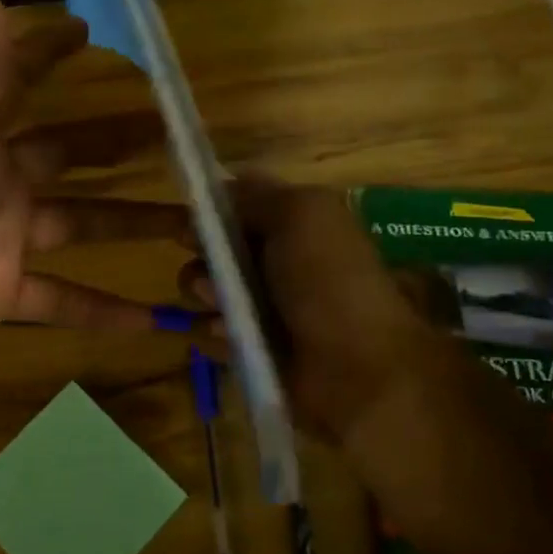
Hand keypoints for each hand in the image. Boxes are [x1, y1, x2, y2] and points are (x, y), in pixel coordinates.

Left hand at [0, 0, 190, 446]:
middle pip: (62, 154)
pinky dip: (105, 306)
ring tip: (190, 224)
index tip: (92, 32)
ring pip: (77, 224)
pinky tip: (154, 318)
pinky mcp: (6, 297)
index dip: (46, 53)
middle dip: (113, 141)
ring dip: (128, 223)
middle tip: (175, 134)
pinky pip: (66, 296)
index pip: (11, 83)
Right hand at [183, 178, 455, 446]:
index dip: (209, 213)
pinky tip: (230, 339)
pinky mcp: (251, 347)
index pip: (235, 208)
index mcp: (294, 226)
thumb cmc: (329, 281)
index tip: (193, 227)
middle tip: (212, 278)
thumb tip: (223, 184)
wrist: (358, 369)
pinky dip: (214, 334)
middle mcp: (276, 262)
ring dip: (205, 298)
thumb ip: (258, 195)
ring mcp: (263, 307)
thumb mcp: (302, 213)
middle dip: (203, 259)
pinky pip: (209, 332)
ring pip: (204, 290)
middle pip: (212, 249)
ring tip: (224, 315)